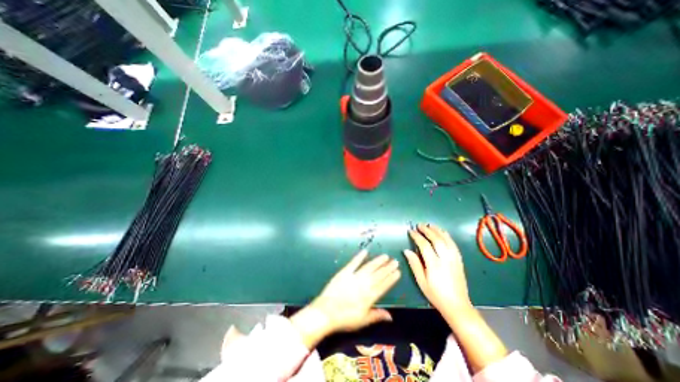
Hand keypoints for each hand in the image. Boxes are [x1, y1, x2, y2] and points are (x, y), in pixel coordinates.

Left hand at [291, 250, 399, 347]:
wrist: (326, 312)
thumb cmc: (345, 318)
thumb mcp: (363, 321)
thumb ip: (377, 316)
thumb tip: (391, 316)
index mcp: (369, 297)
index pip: (383, 285)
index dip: (391, 278)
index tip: (398, 271)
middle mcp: (364, 284)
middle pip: (378, 274)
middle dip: (387, 268)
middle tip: (395, 261)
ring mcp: (354, 277)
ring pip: (369, 267)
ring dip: (377, 261)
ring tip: (385, 256)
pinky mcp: (344, 272)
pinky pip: (353, 263)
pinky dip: (359, 257)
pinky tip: (365, 251)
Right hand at [402, 223, 474, 314]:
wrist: (457, 305)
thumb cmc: (436, 294)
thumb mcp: (421, 282)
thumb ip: (414, 264)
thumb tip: (406, 250)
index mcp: (434, 265)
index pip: (424, 245)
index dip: (417, 236)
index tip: (411, 231)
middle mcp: (445, 259)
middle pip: (436, 239)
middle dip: (427, 230)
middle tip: (419, 225)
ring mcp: (454, 259)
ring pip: (446, 240)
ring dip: (438, 230)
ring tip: (430, 225)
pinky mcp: (459, 260)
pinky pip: (453, 244)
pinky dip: (447, 236)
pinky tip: (443, 233)